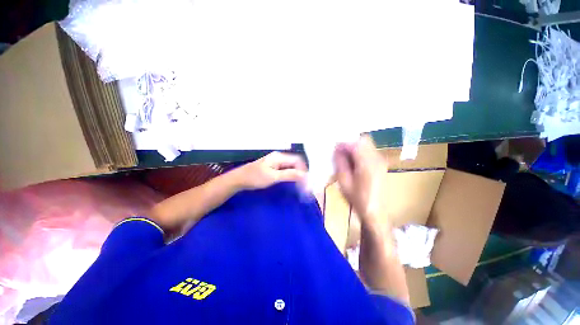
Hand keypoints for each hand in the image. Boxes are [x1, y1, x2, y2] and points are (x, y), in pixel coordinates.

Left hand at [232, 152, 307, 189]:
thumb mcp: (273, 177)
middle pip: (294, 163)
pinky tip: (292, 181)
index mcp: (279, 157)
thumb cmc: (255, 177)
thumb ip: (289, 174)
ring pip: (290, 167)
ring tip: (300, 184)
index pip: (297, 160)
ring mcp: (275, 162)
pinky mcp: (273, 167)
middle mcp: (279, 157)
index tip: (307, 180)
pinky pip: (285, 170)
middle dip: (301, 172)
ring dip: (296, 174)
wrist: (239, 180)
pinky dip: (290, 175)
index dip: (304, 169)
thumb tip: (304, 175)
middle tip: (304, 184)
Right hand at [333, 135, 387, 223]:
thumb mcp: (344, 182)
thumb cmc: (357, 199)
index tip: (334, 149)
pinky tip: (353, 163)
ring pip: (367, 144)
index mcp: (367, 164)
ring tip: (345, 158)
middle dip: (349, 143)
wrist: (375, 212)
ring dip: (354, 147)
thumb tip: (337, 150)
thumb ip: (340, 163)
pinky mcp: (381, 163)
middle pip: (363, 140)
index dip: (343, 143)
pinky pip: (369, 151)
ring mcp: (381, 160)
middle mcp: (377, 159)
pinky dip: (359, 152)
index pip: (355, 144)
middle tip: (339, 152)